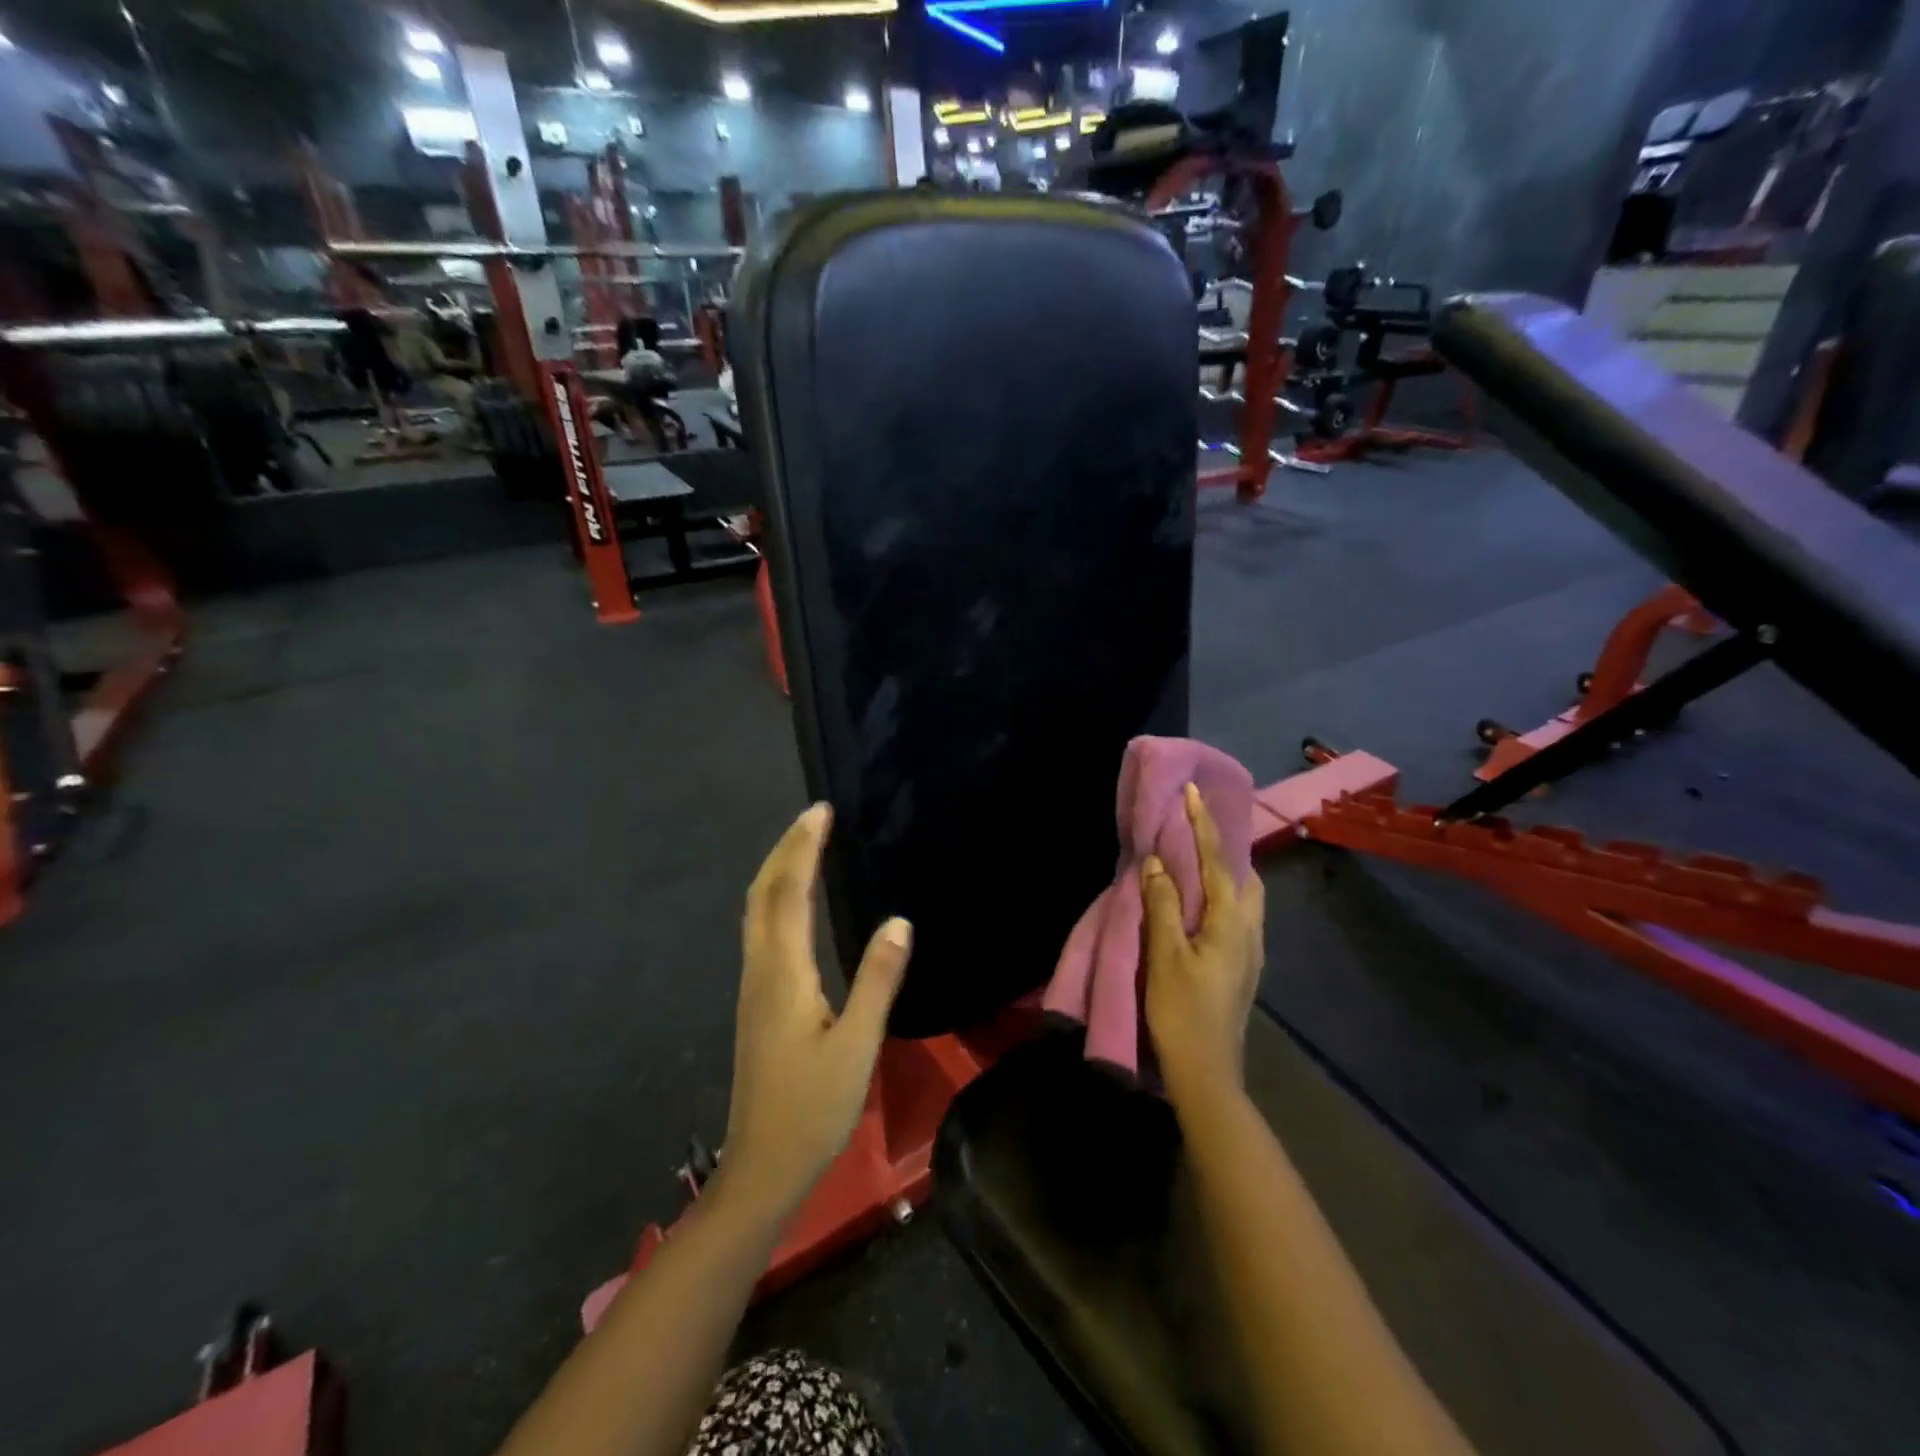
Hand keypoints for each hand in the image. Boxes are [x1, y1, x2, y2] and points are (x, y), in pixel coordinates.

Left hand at [721, 803, 912, 1220]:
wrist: (761, 1166)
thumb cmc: (813, 1108)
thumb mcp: (857, 1045)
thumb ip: (878, 980)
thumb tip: (900, 920)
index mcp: (783, 973)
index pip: (790, 892)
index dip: (804, 848)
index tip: (821, 812)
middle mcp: (761, 969)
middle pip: (763, 893)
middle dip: (785, 849)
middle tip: (814, 817)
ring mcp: (753, 986)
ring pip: (757, 910)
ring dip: (778, 870)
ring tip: (805, 845)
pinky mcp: (757, 1001)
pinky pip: (761, 929)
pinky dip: (776, 897)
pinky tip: (794, 902)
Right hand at [1141, 782, 1265, 1104]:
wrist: (1207, 1074)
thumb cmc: (1182, 1011)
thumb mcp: (1165, 956)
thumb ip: (1163, 905)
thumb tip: (1160, 862)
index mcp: (1232, 922)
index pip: (1219, 861)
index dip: (1204, 825)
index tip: (1194, 792)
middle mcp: (1250, 930)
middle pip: (1244, 875)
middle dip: (1224, 846)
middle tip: (1195, 828)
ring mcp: (1251, 951)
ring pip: (1245, 897)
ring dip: (1224, 871)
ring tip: (1196, 860)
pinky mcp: (1243, 967)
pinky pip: (1238, 914)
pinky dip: (1222, 894)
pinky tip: (1200, 904)